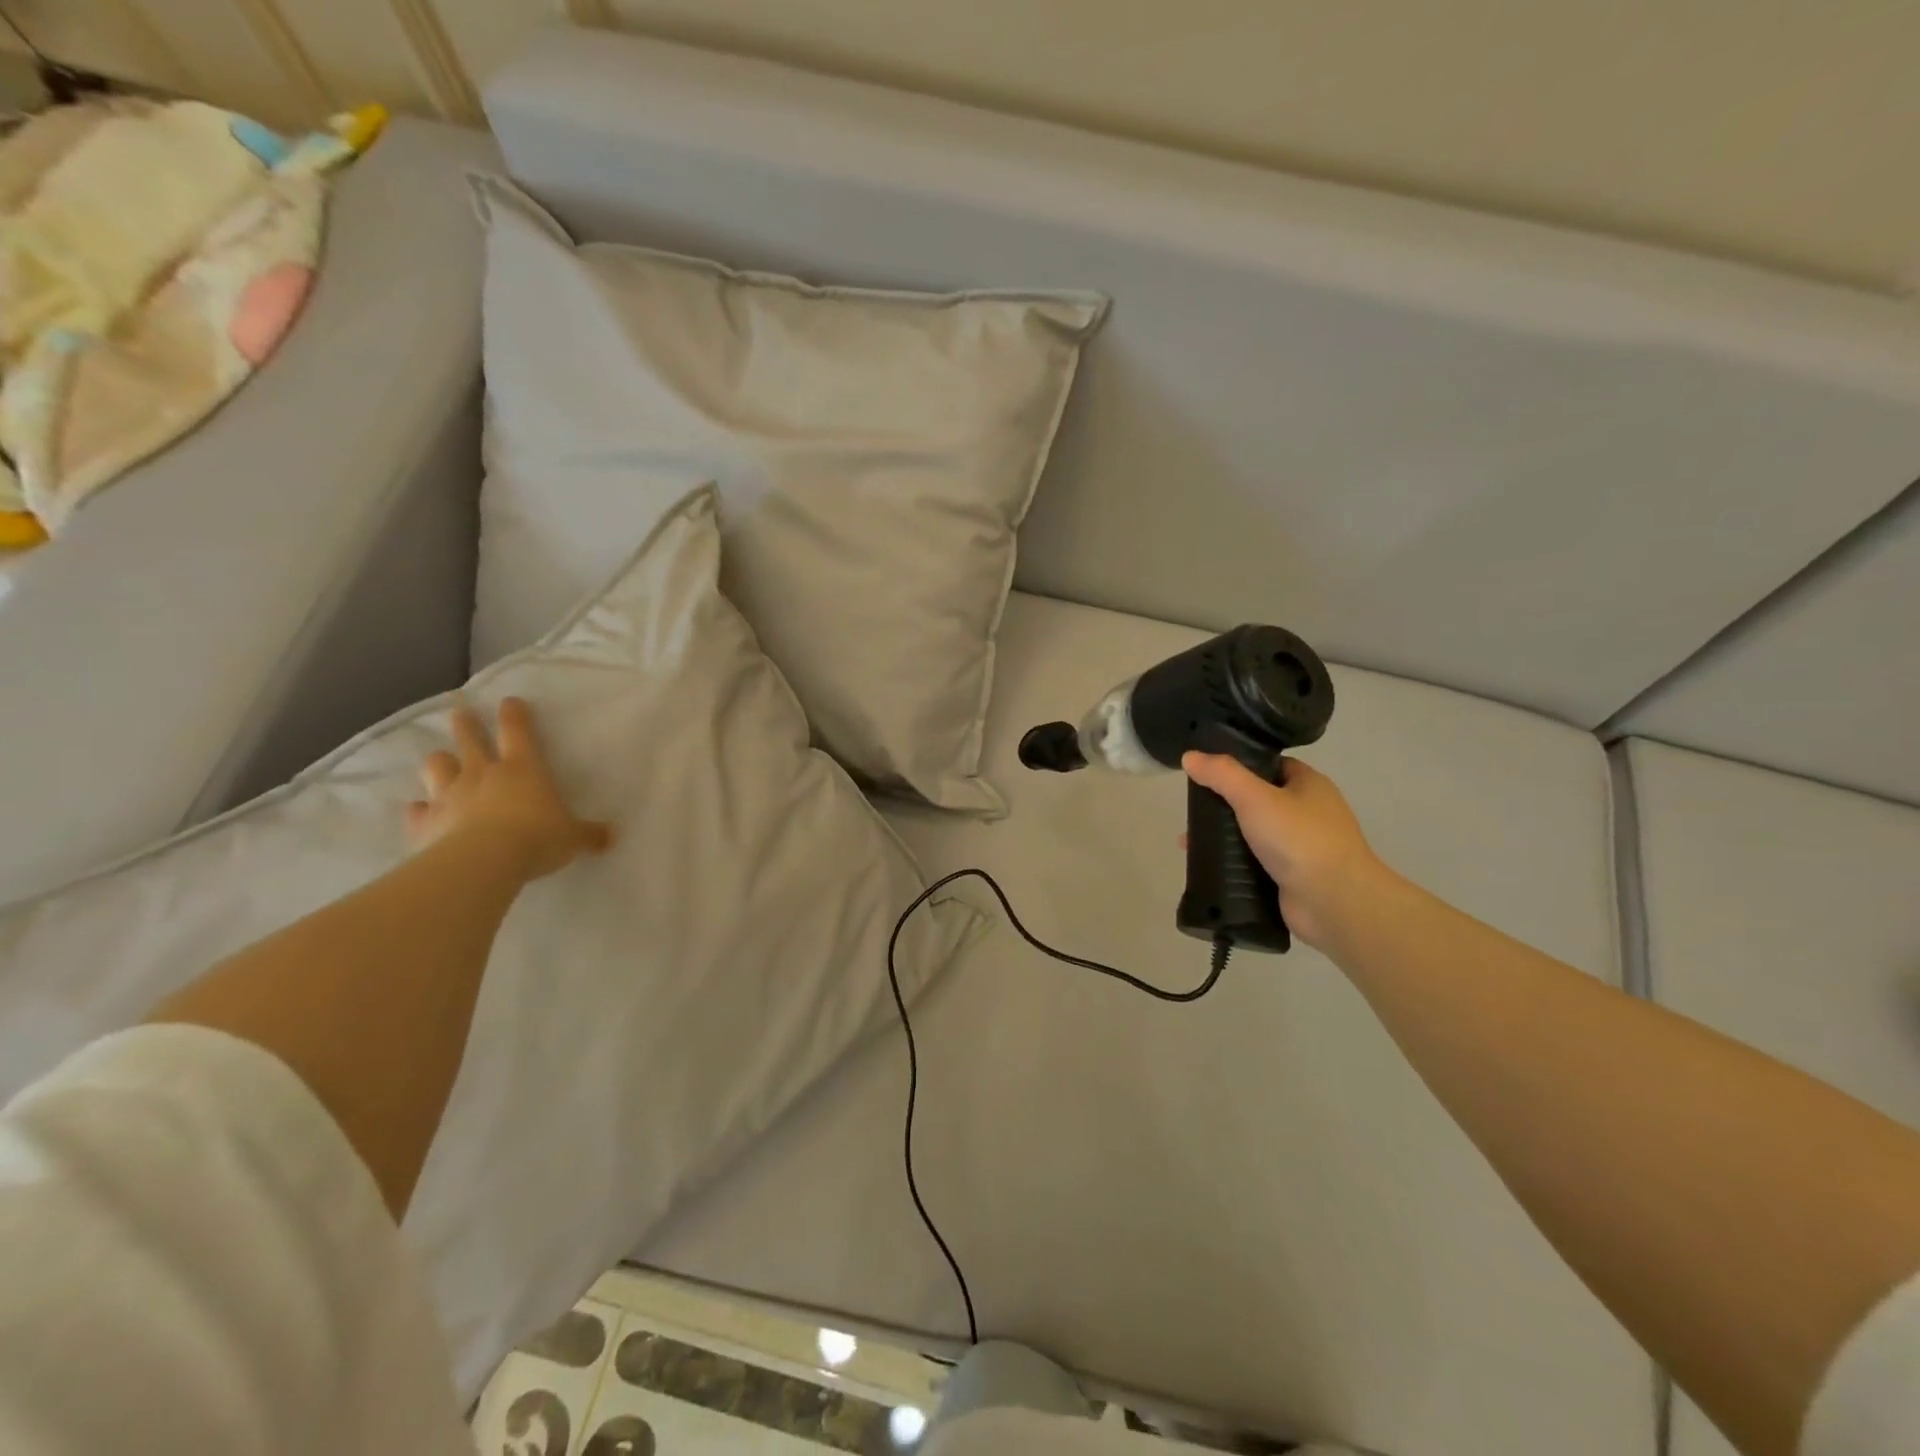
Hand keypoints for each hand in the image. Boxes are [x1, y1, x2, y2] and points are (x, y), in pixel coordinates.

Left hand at [408, 698, 613, 881]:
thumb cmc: (537, 839)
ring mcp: (450, 795)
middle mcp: (483, 774)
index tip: (510, 701)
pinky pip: (418, 810)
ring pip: (437, 766)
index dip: (515, 714)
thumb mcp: (573, 838)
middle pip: (470, 739)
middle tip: (461, 713)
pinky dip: (420, 809)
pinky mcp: (425, 822)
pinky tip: (420, 810)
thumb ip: (589, 834)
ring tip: (441, 760)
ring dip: (440, 762)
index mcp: (523, 769)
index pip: (517, 731)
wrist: (483, 862)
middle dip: (466, 724)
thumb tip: (611, 836)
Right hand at [1181, 752, 1386, 951]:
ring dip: (1223, 837)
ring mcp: (1301, 847)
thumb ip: (1222, 775)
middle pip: (1257, 800)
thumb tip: (1189, 756)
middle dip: (1224, 805)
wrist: (1335, 903)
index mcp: (1309, 785)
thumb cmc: (1300, 839)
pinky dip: (1231, 864)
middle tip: (1192, 809)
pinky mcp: (1290, 877)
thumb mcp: (1255, 797)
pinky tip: (1205, 866)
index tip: (1207, 771)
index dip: (1240, 765)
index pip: (1270, 765)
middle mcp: (1308, 813)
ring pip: (1253, 834)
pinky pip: (1254, 864)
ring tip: (1188, 841)